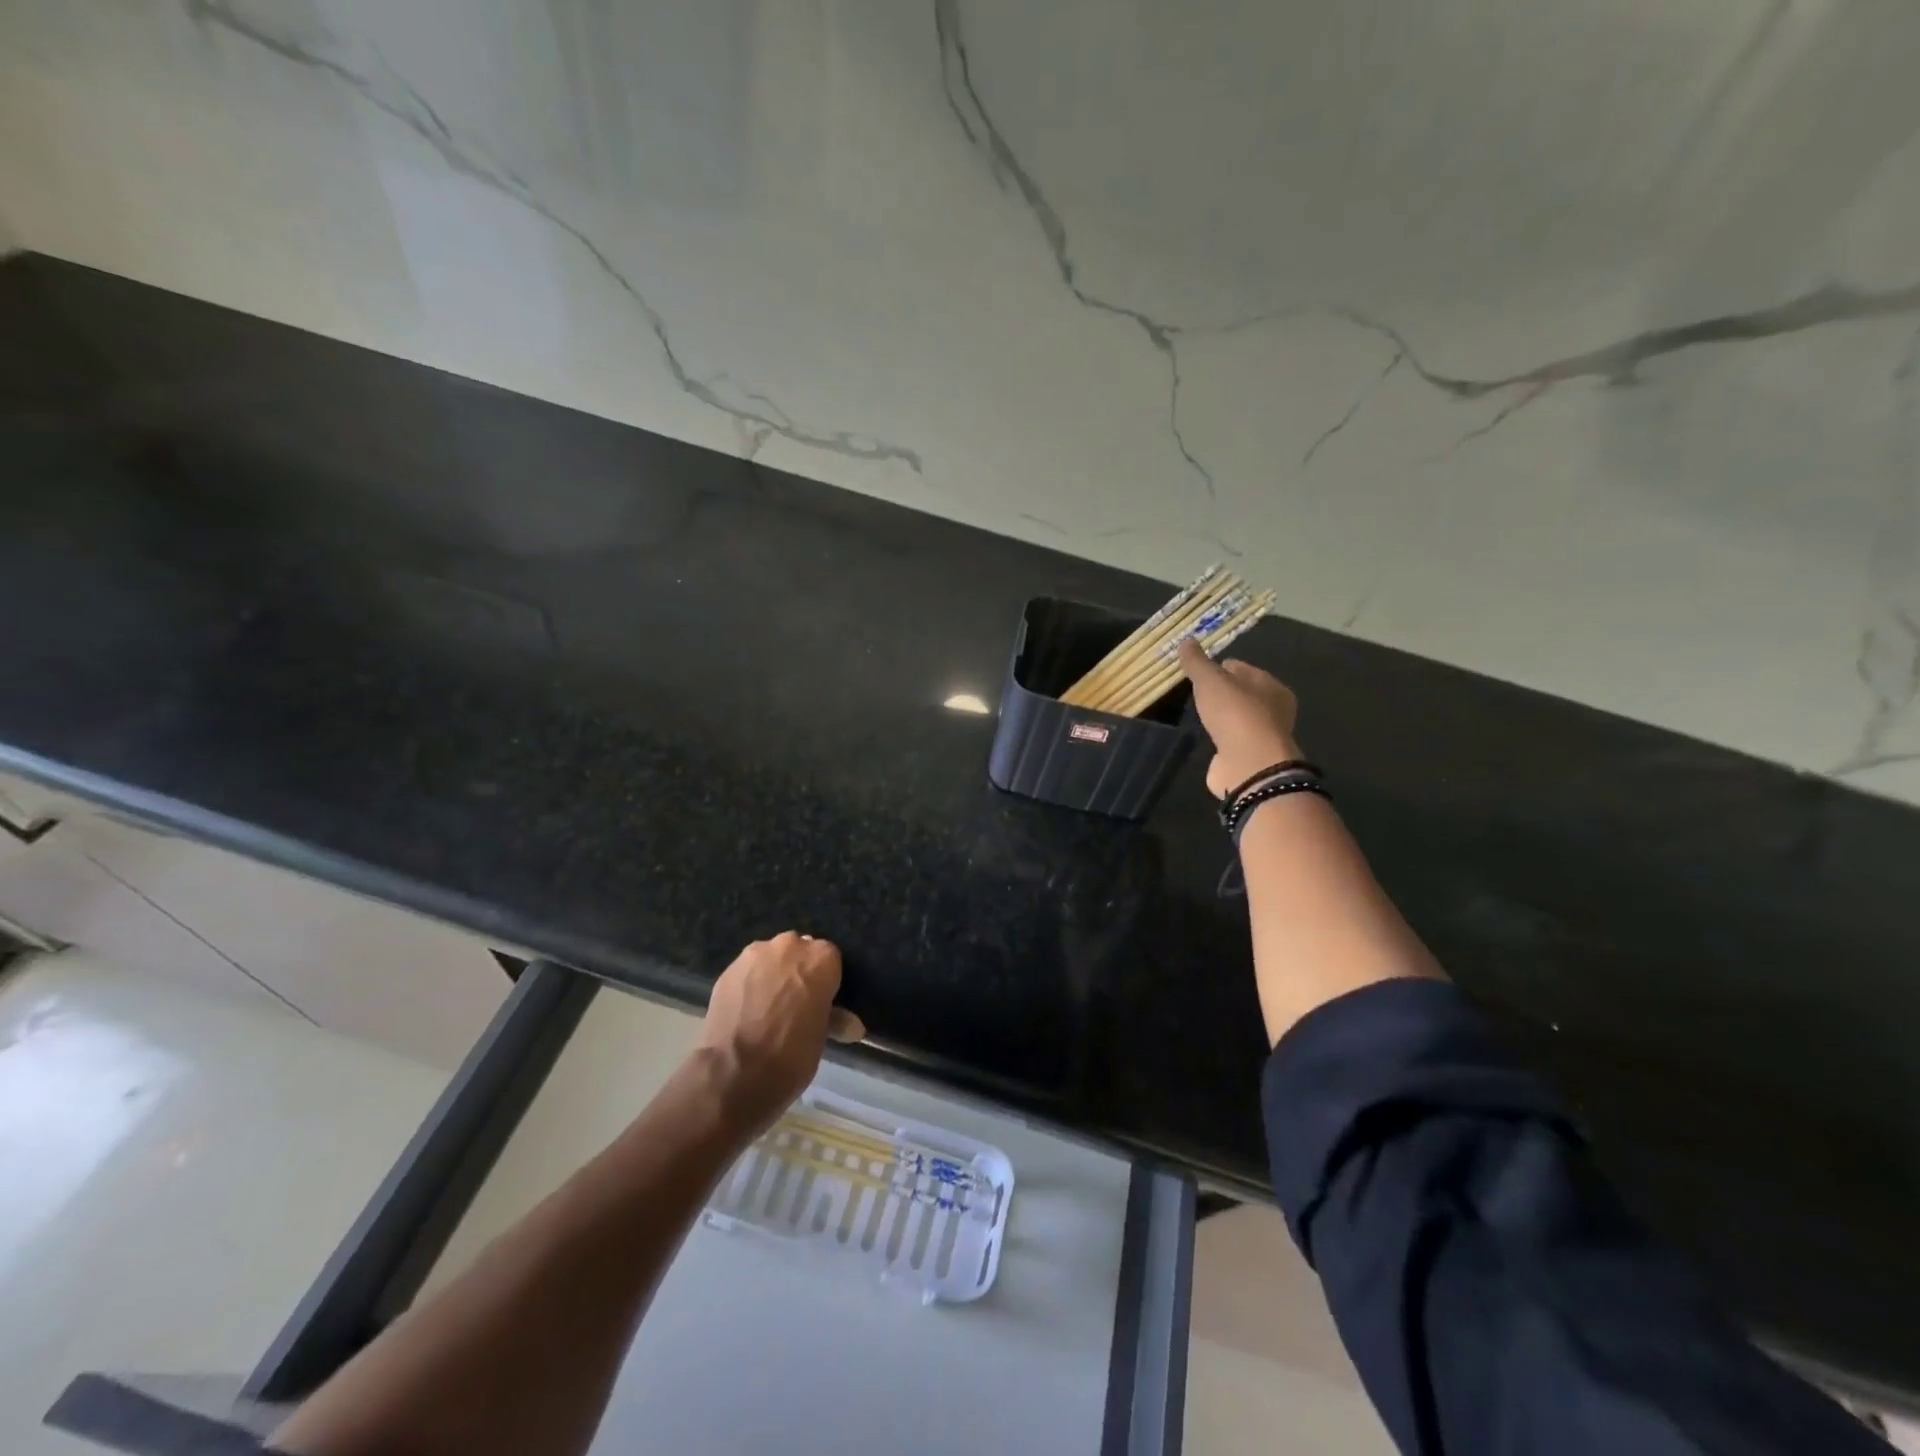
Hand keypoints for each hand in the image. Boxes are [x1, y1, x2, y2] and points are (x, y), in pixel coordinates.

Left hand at [699, 931, 864, 1132]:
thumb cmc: (792, 1054)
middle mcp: (790, 945)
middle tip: (796, 1002)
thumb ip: (836, 1019)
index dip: (826, 980)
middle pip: (799, 951)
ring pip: (771, 958)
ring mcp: (756, 954)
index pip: (830, 959)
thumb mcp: (821, 1037)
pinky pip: (747, 971)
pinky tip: (747, 1010)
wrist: (736, 1073)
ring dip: (773, 974)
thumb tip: (852, 1026)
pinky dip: (750, 984)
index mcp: (821, 958)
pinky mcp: (729, 969)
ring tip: (768, 1006)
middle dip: (799, 971)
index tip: (822, 1001)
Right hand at [1178, 639, 1302, 797]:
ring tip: (1197, 712)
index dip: (1219, 666)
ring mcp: (1261, 734)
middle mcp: (1272, 708)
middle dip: (1221, 691)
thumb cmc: (1235, 713)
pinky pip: (1231, 738)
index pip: (1242, 668)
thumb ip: (1197, 662)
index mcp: (1270, 684)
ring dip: (1221, 715)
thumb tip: (1186, 641)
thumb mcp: (1210, 680)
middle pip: (1242, 692)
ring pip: (1237, 716)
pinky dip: (1220, 735)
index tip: (1197, 669)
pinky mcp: (1249, 756)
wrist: (1248, 764)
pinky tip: (1206, 734)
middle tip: (1195, 690)